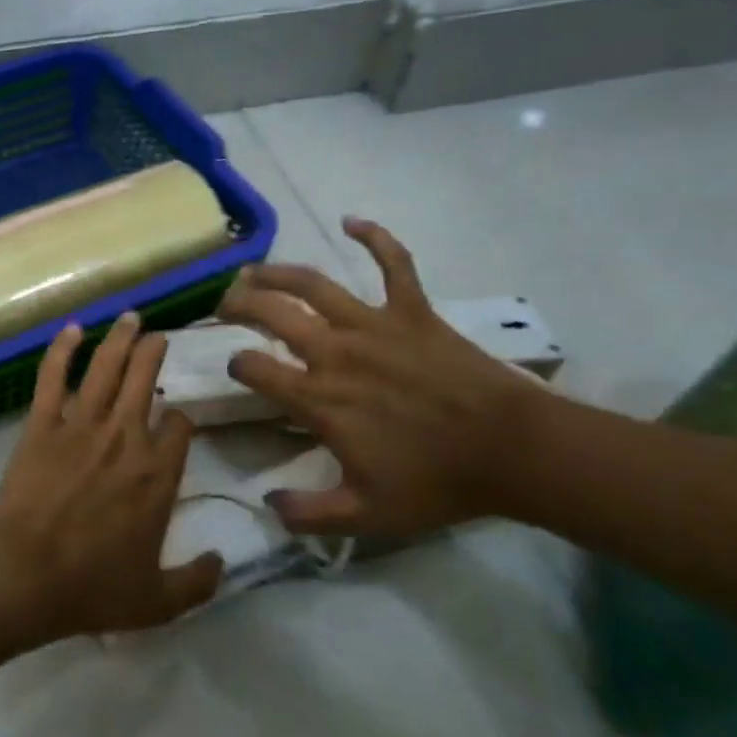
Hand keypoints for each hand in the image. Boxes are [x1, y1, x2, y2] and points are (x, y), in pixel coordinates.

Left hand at [0, 312, 222, 637]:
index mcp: (157, 474)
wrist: (26, 574)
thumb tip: (222, 562)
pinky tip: (71, 329)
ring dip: (120, 338)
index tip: (175, 420)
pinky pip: (53, 377)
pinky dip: (62, 349)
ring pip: (107, 368)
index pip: (179, 427)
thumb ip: (196, 583)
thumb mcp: (158, 602)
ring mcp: (82, 425)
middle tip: (158, 337)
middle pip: (145, 381)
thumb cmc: (92, 587)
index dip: (179, 419)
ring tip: (130, 316)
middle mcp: (126, 437)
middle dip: (155, 354)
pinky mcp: (43, 422)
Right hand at [217, 220, 537, 538]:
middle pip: (272, 313)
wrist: (511, 451)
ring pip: (314, 284)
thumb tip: (268, 505)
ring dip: (278, 272)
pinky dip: (374, 238)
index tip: (236, 368)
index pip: (255, 368)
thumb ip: (310, 514)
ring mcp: (374, 324)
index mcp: (319, 397)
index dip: (237, 365)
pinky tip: (353, 220)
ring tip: (255, 269)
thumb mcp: (367, 515)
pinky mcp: (413, 310)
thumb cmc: (437, 481)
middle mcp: (334, 351)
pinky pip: (393, 264)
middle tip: (225, 303)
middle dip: (240, 304)